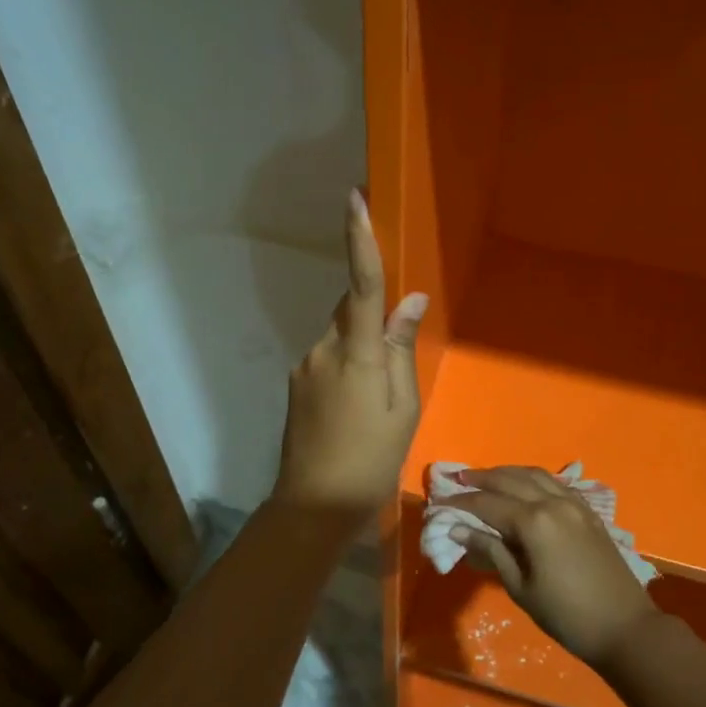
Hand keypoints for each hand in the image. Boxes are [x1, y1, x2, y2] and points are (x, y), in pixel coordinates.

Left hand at [272, 190, 427, 519]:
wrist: (313, 506)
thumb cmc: (371, 460)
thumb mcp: (403, 408)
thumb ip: (401, 350)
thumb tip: (410, 301)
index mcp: (357, 354)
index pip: (362, 286)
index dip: (359, 240)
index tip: (354, 199)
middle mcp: (323, 350)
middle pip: (351, 312)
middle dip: (373, 318)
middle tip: (394, 366)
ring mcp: (303, 367)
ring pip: (339, 337)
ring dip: (360, 349)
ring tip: (375, 401)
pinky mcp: (295, 384)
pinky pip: (327, 358)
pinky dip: (346, 367)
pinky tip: (354, 409)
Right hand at [447, 467, 658, 669]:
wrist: (625, 628)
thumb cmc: (566, 616)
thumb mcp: (520, 587)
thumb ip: (491, 551)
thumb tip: (459, 529)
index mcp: (534, 522)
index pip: (487, 503)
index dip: (461, 502)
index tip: (439, 502)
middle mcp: (553, 503)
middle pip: (510, 479)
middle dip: (481, 478)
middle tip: (457, 478)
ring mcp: (575, 504)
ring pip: (534, 475)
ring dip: (507, 473)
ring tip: (486, 477)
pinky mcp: (589, 512)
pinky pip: (555, 484)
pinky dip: (533, 479)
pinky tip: (524, 486)